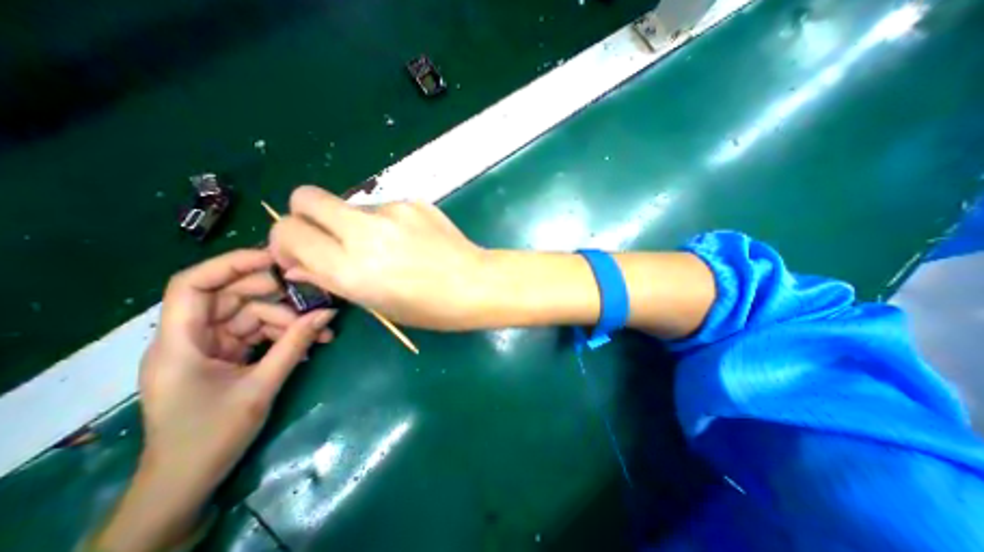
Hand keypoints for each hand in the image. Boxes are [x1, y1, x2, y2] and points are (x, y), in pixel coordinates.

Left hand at [94, 250, 336, 551]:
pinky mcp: (226, 357)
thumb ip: (295, 344)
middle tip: (313, 298)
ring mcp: (210, 347)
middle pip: (231, 297)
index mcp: (179, 343)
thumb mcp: (261, 386)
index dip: (232, 265)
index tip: (276, 259)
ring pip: (251, 316)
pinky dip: (283, 335)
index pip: (193, 285)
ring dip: (288, 320)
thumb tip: (327, 312)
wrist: (188, 482)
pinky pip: (258, 334)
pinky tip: (310, 343)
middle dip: (275, 295)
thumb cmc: (211, 437)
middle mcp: (190, 338)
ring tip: (322, 331)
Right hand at [268, 188, 486, 328]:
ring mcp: (392, 211)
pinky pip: (383, 207)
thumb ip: (332, 278)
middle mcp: (364, 232)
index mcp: (350, 268)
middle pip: (305, 196)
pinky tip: (408, 240)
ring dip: (352, 223)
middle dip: (305, 216)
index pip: (288, 232)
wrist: (476, 283)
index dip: (284, 242)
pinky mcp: (413, 201)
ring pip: (349, 205)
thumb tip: (299, 265)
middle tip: (327, 240)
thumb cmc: (429, 307)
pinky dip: (383, 222)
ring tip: (384, 247)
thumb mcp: (376, 303)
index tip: (300, 256)